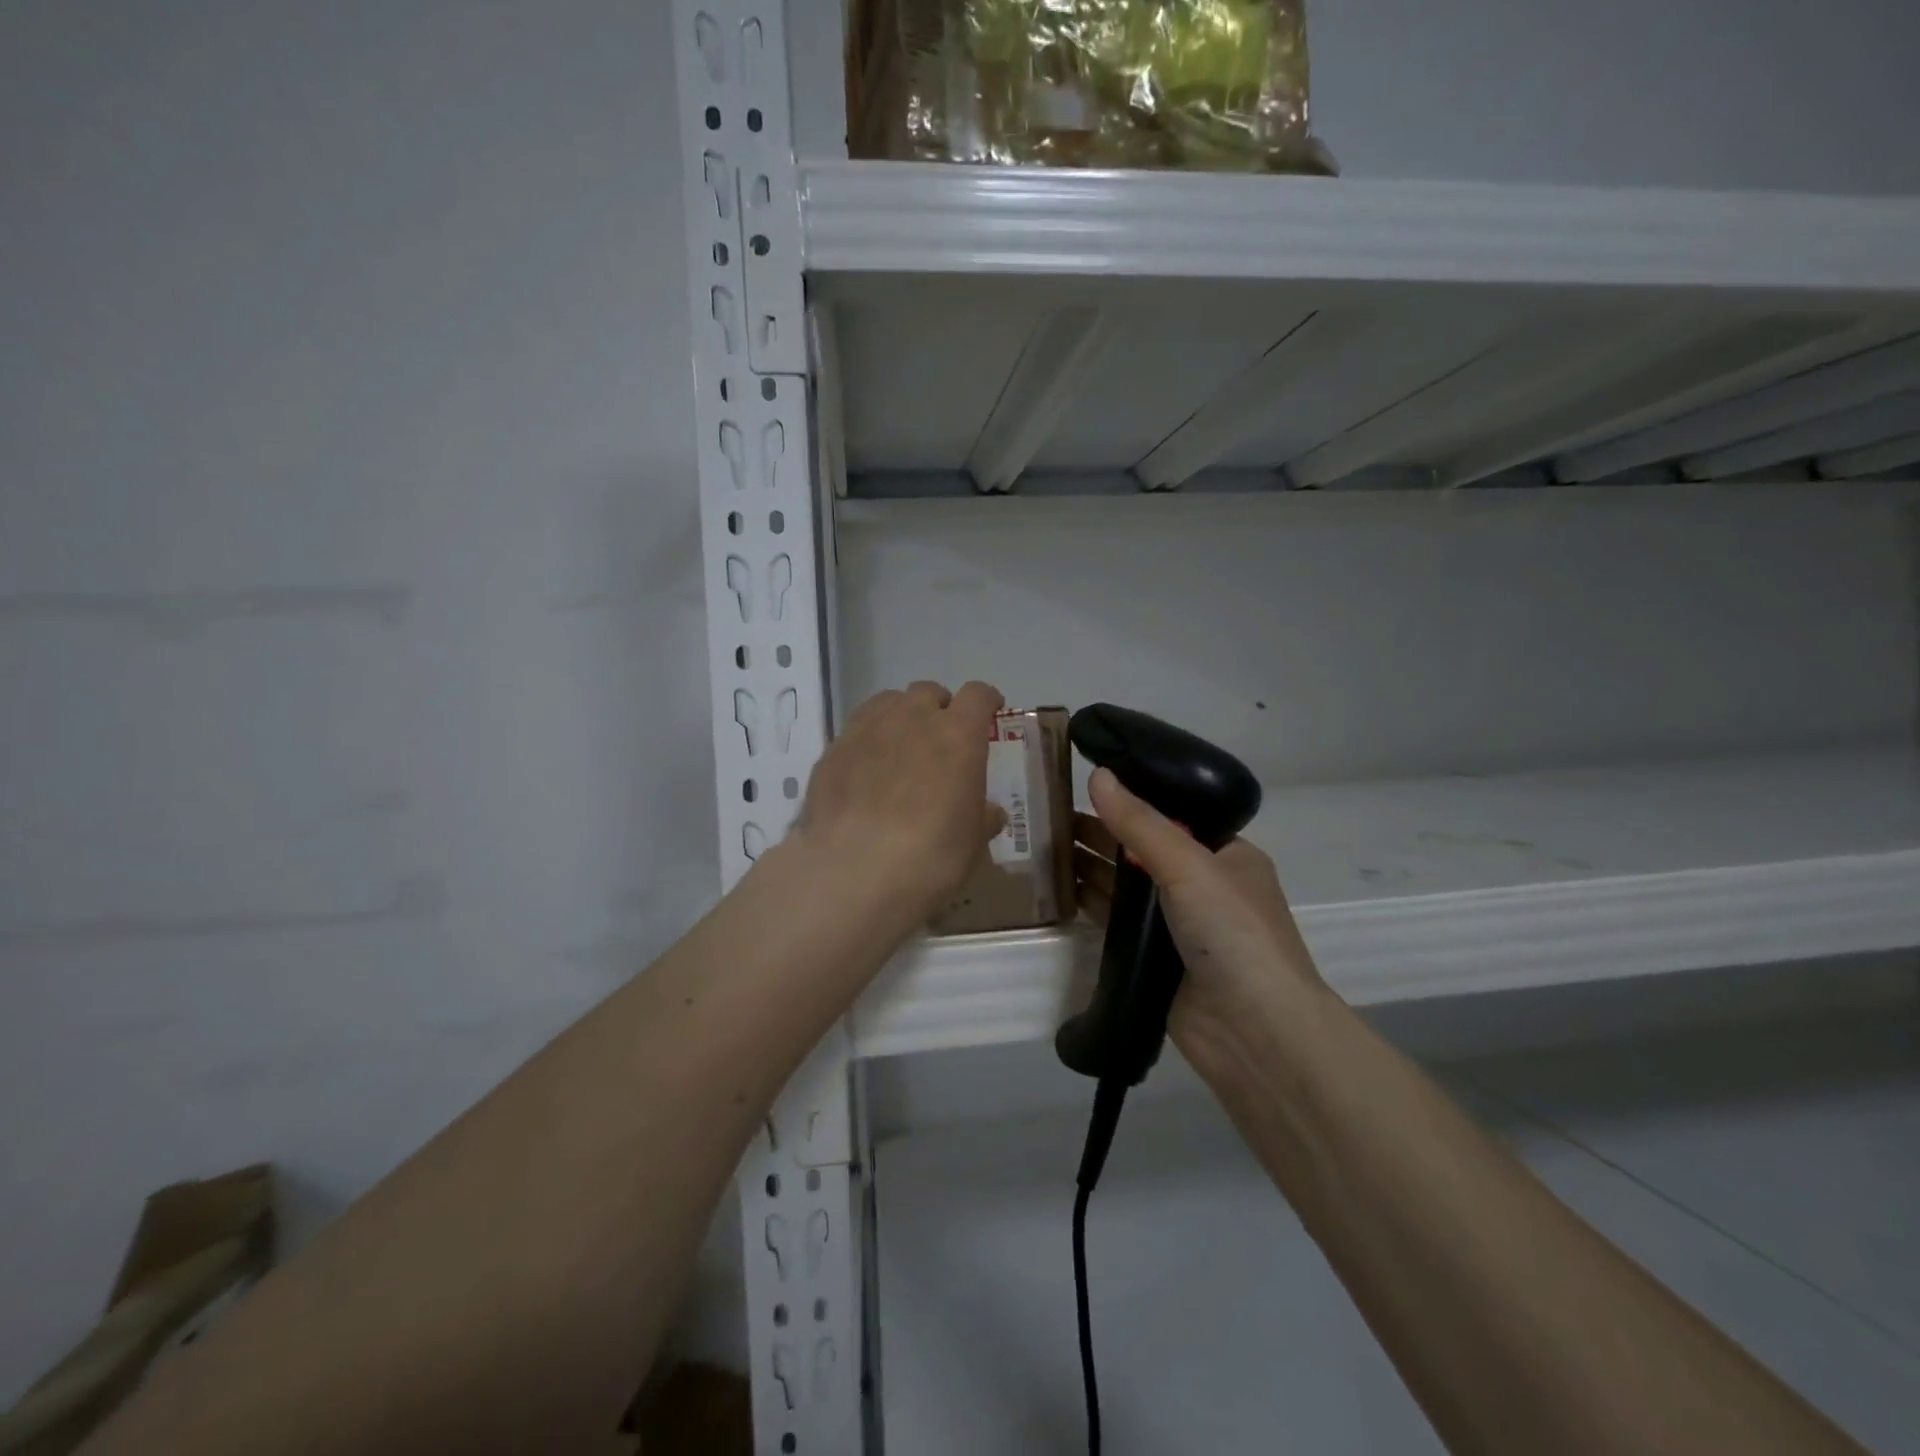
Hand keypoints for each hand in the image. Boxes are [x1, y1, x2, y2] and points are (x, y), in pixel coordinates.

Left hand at [794, 680, 1005, 925]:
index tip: (989, 712)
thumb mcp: (972, 843)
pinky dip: (868, 740)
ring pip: (888, 702)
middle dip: (938, 707)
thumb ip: (983, 818)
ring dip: (901, 716)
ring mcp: (868, 729)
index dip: (986, 701)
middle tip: (941, 737)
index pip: (978, 695)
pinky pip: (857, 730)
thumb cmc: (931, 855)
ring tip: (900, 746)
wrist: (854, 870)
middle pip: (928, 692)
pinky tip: (865, 771)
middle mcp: (912, 718)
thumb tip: (989, 812)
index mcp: (958, 734)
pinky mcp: (833, 749)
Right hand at [1074, 766, 1330, 1083]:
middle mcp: (1203, 886)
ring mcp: (1178, 924)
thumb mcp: (1188, 866)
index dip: (1131, 798)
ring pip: (1126, 885)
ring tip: (1042, 843)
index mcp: (1227, 855)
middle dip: (1101, 831)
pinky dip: (1091, 903)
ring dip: (1090, 865)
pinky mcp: (1154, 958)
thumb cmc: (1233, 933)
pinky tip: (1058, 887)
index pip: (1173, 815)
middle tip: (1048, 812)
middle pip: (1143, 848)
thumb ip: (1139, 823)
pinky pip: (1117, 921)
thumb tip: (1098, 775)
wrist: (1253, 1034)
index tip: (1086, 781)